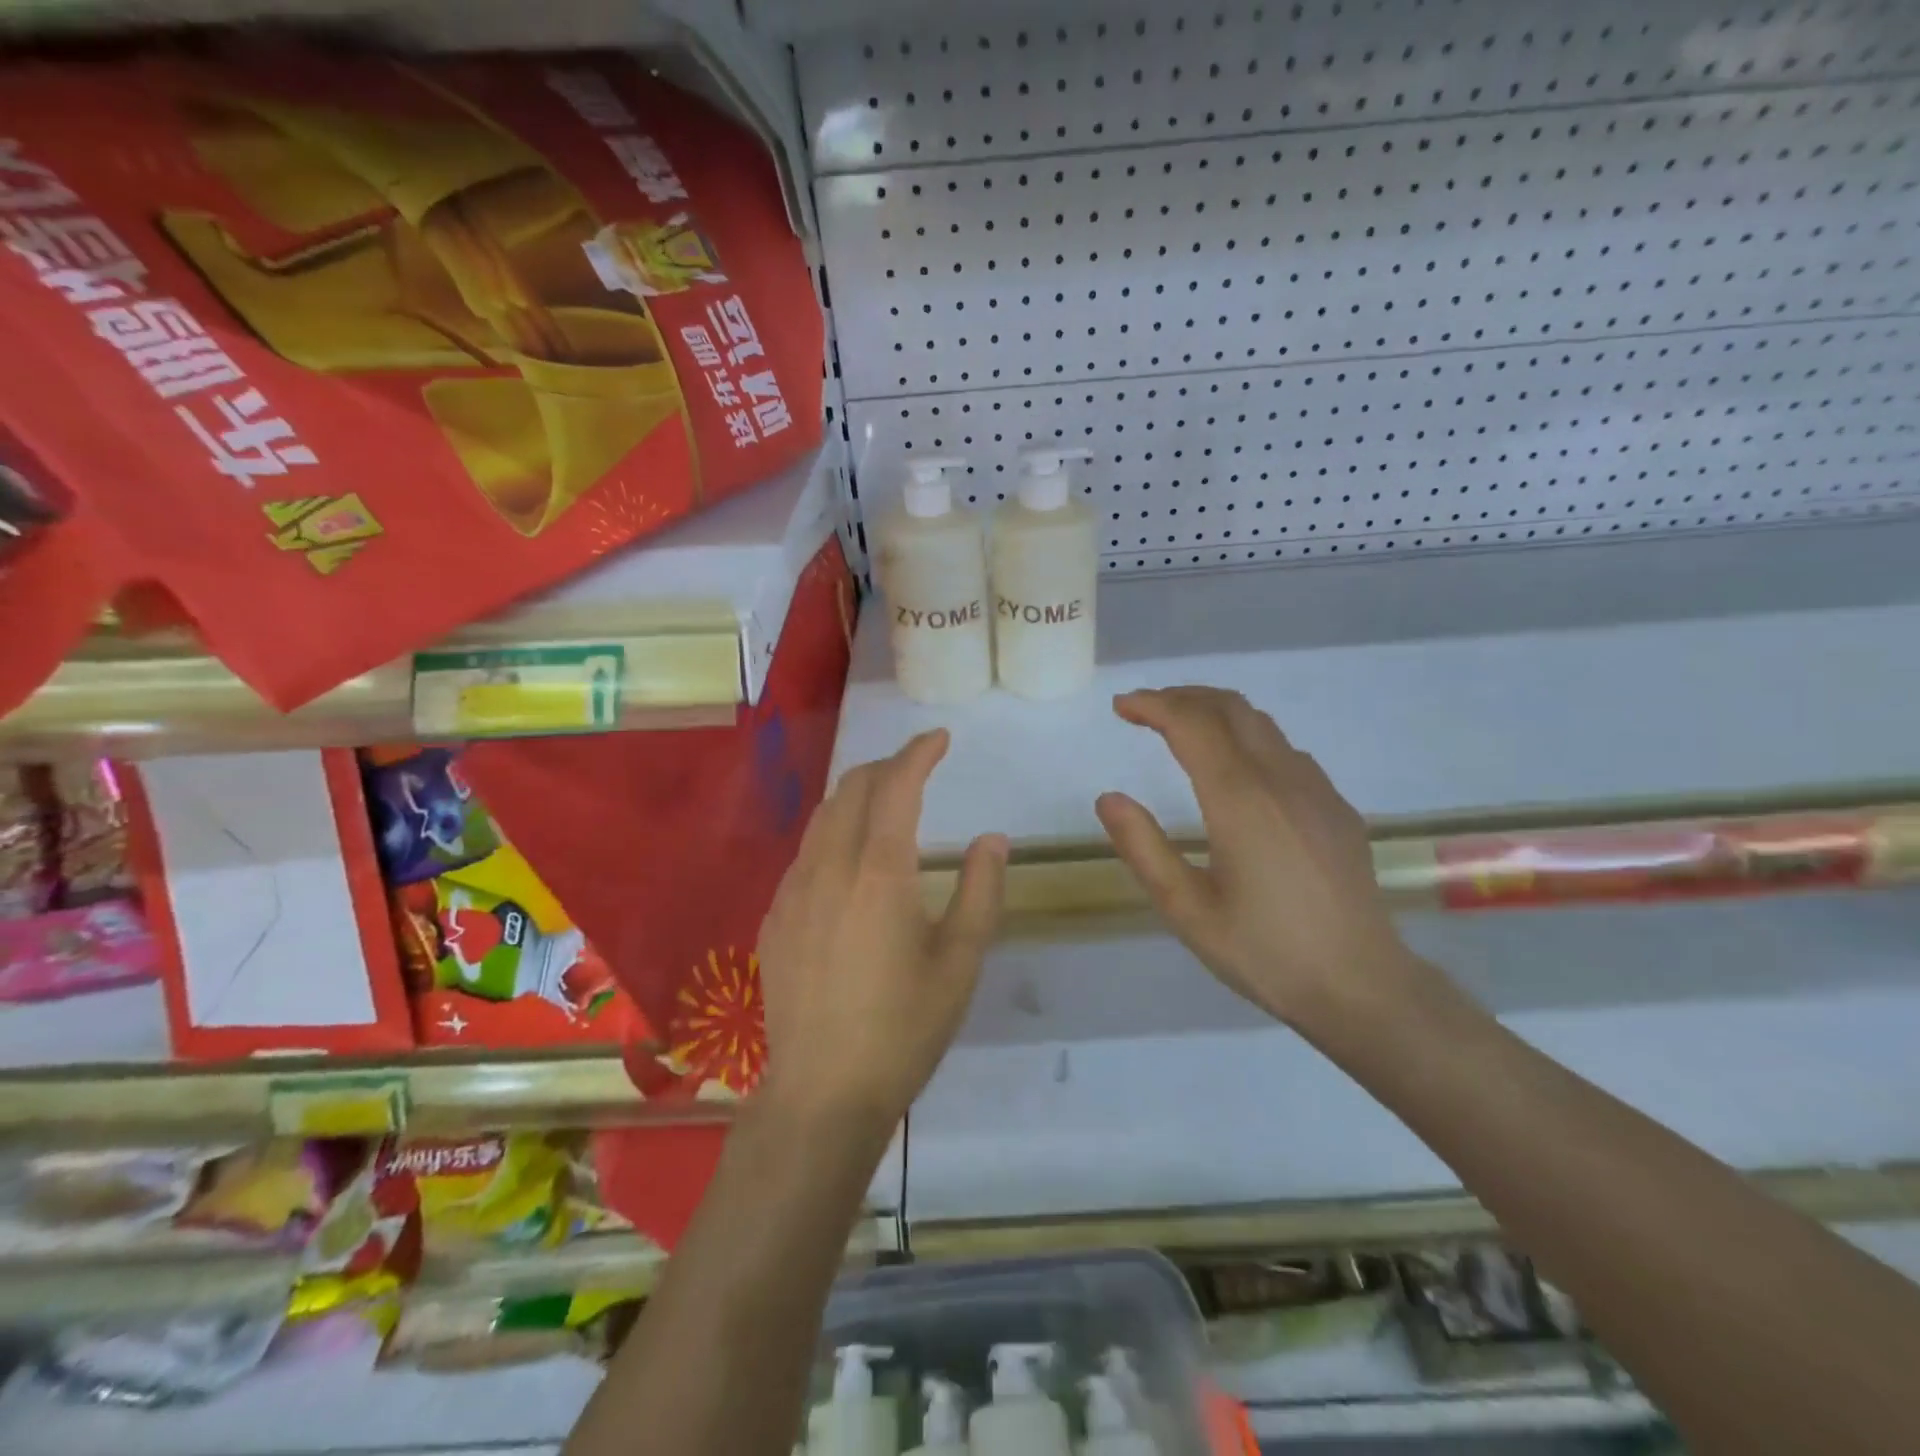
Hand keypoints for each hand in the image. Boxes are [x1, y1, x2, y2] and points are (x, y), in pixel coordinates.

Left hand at [756, 730, 1006, 1130]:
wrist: (822, 1092)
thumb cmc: (904, 1028)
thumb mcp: (960, 961)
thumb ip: (979, 891)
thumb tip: (991, 839)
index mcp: (880, 872)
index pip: (897, 786)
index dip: (919, 753)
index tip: (940, 738)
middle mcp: (829, 867)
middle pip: (852, 789)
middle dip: (887, 766)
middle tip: (918, 767)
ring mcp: (794, 891)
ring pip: (823, 816)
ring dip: (856, 795)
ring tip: (886, 801)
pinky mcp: (775, 917)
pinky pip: (805, 852)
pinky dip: (833, 832)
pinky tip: (849, 859)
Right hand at [1095, 687, 1426, 1029]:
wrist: (1361, 987)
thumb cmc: (1264, 951)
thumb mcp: (1186, 909)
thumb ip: (1143, 848)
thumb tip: (1108, 798)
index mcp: (1239, 799)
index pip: (1191, 724)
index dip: (1153, 705)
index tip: (1122, 706)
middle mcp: (1280, 779)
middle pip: (1230, 708)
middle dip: (1183, 697)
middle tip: (1146, 709)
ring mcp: (1316, 790)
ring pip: (1262, 724)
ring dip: (1216, 713)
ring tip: (1182, 729)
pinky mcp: (1336, 808)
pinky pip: (1286, 751)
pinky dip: (1247, 738)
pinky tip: (1237, 770)